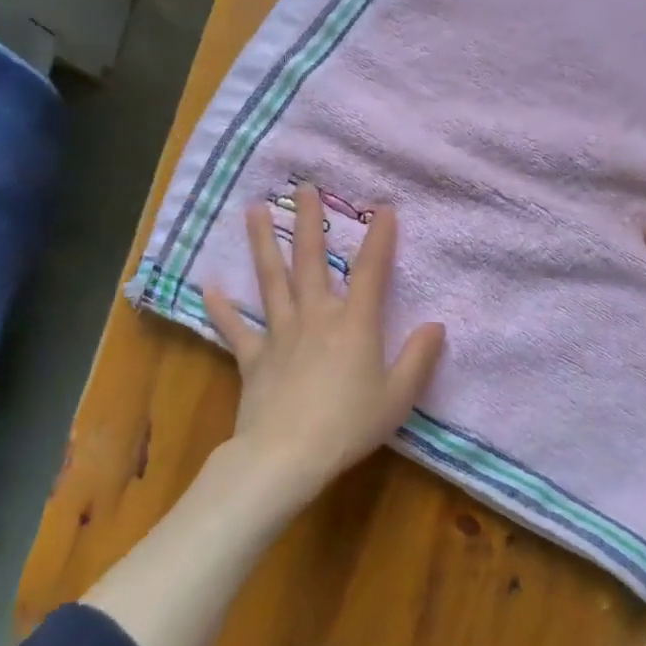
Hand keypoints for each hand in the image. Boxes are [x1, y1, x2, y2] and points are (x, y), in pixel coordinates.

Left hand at [204, 184, 444, 503]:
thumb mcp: (398, 396)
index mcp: (355, 324)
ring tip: (255, 210)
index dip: (380, 239)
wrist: (287, 456)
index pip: (371, 272)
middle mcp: (316, 317)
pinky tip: (209, 286)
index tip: (384, 208)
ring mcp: (280, 334)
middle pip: (312, 261)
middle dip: (310, 223)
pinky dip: (221, 308)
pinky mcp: (254, 357)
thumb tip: (436, 326)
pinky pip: (236, 328)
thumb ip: (419, 359)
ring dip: (263, 244)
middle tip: (303, 188)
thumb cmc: (349, 425)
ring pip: (271, 280)